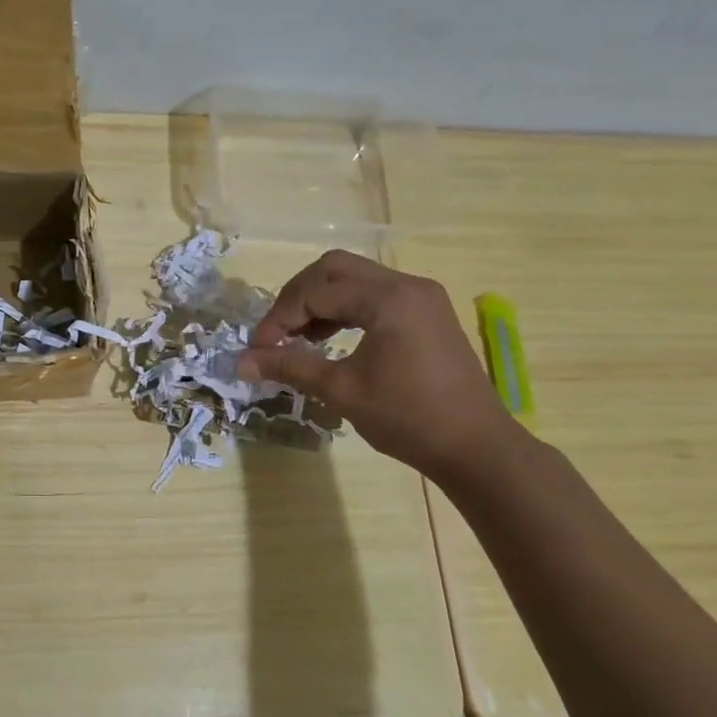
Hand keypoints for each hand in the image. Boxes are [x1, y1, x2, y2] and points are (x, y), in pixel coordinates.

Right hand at [237, 250, 515, 478]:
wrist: (476, 448)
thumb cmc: (408, 419)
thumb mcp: (341, 390)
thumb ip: (290, 366)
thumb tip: (240, 363)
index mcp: (388, 300)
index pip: (316, 292)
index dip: (280, 317)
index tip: (259, 349)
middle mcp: (406, 285)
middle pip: (333, 269)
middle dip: (297, 297)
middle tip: (277, 333)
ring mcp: (421, 296)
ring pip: (354, 278)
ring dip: (319, 300)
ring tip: (298, 338)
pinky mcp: (427, 311)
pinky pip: (374, 293)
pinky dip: (345, 308)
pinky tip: (328, 336)